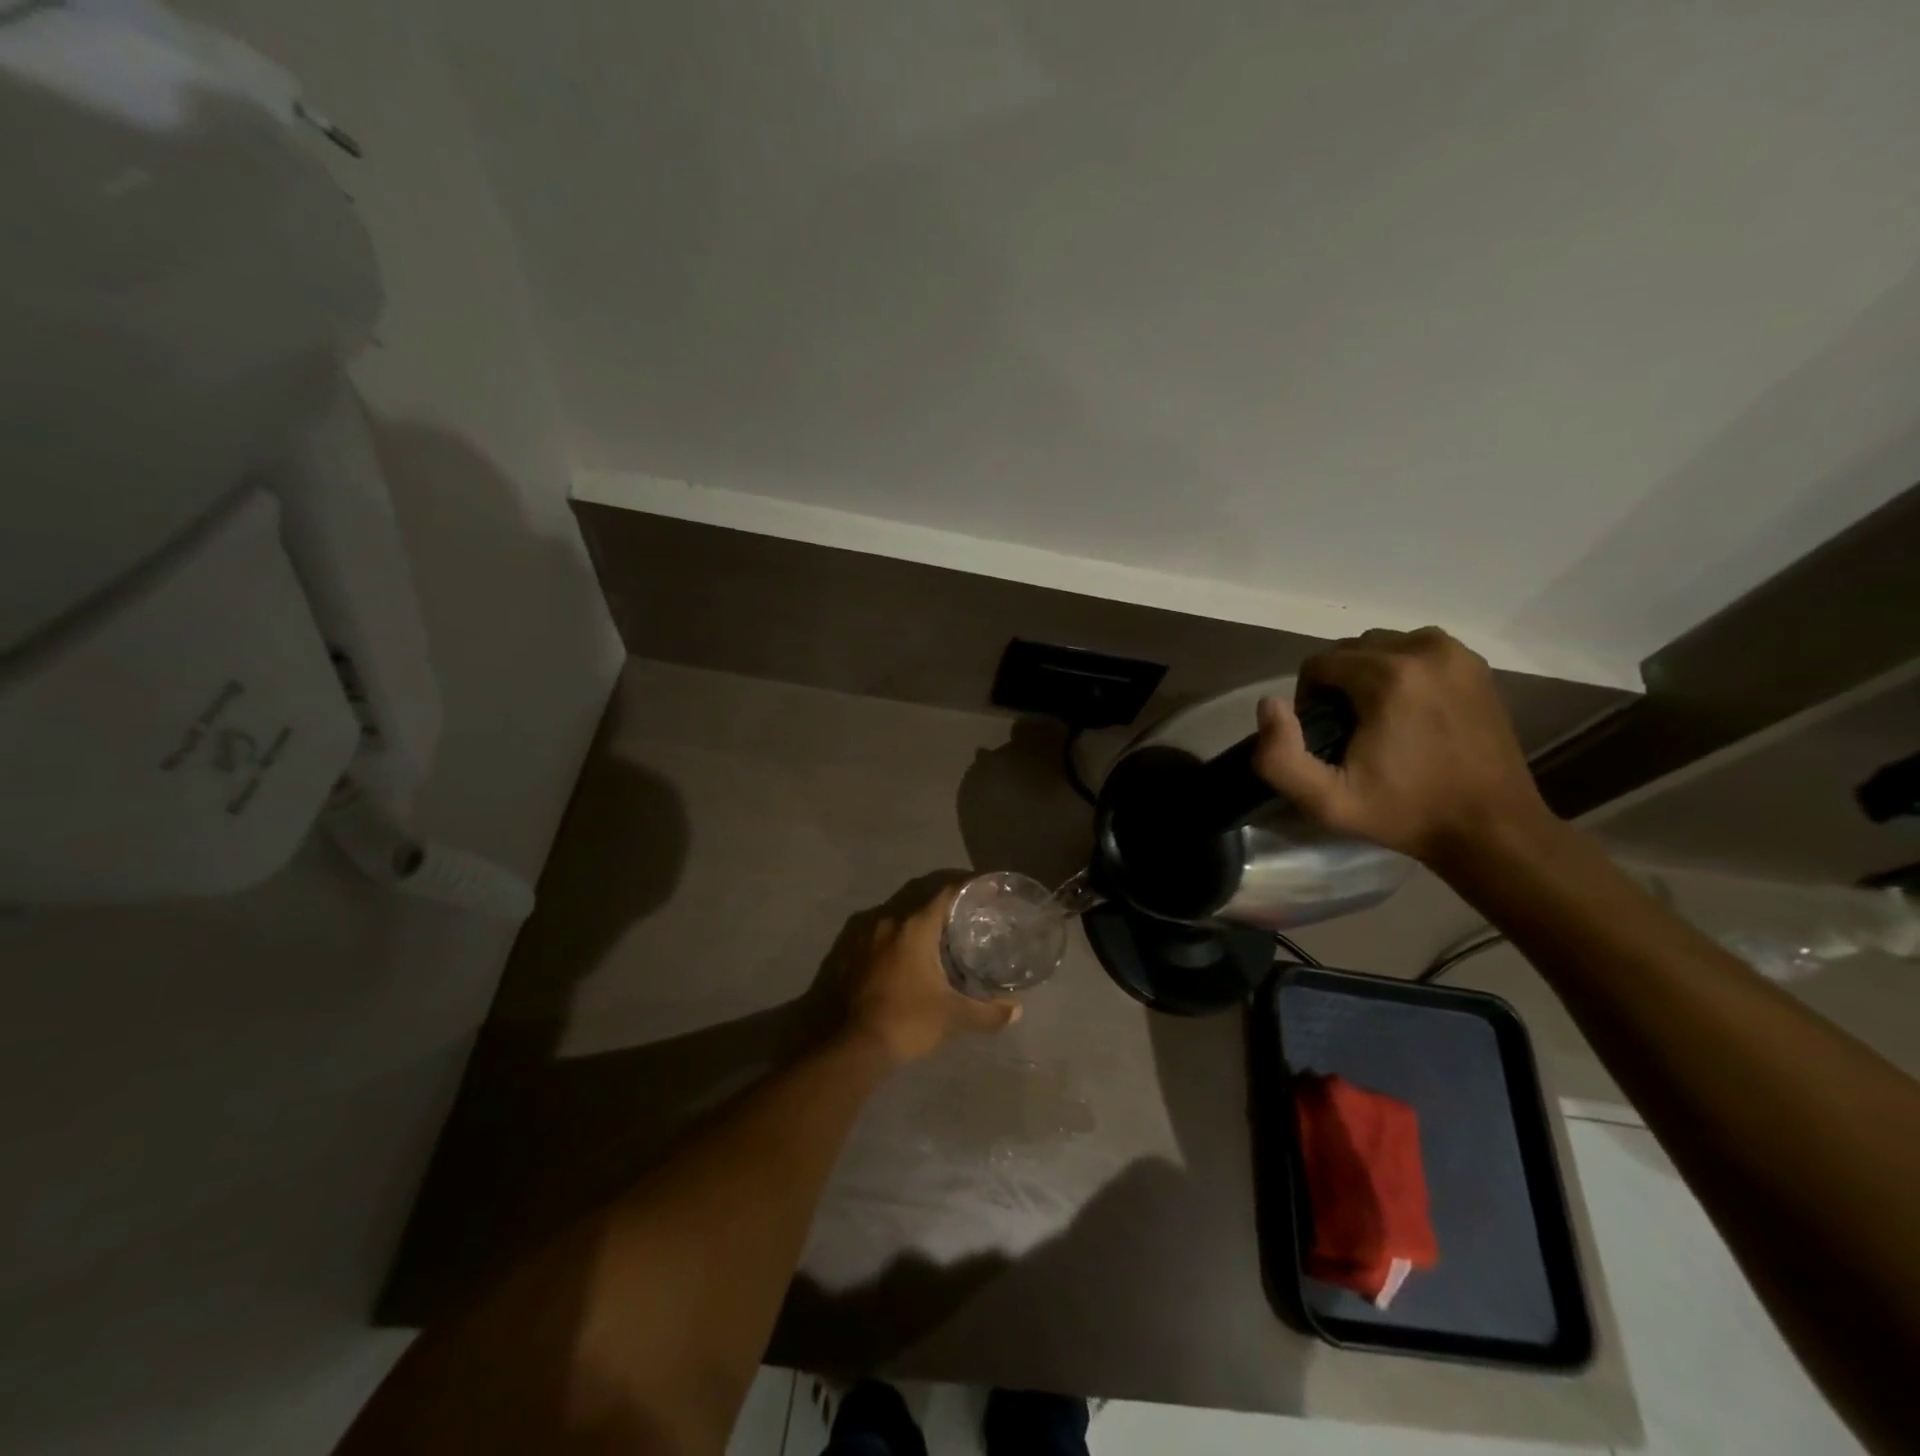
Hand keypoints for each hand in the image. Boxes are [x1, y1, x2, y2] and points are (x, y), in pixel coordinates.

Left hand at [845, 885, 1020, 1065]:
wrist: (853, 1047)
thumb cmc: (907, 1020)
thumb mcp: (953, 1016)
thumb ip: (987, 1012)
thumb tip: (1017, 1012)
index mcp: (915, 926)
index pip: (947, 893)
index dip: (969, 889)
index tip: (988, 892)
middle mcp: (888, 922)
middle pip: (924, 906)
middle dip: (947, 913)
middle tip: (970, 923)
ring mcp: (864, 937)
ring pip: (901, 923)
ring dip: (920, 930)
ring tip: (942, 944)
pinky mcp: (850, 955)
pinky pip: (882, 940)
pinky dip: (899, 945)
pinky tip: (910, 962)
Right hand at [1251, 627, 1557, 864]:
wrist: (1491, 828)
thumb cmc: (1404, 813)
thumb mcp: (1326, 802)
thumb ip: (1279, 757)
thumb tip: (1270, 703)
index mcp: (1387, 676)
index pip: (1318, 663)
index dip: (1307, 700)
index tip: (1322, 737)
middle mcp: (1424, 650)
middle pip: (1350, 649)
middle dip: (1337, 684)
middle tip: (1346, 731)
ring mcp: (1455, 654)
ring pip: (1383, 646)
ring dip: (1367, 674)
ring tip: (1375, 719)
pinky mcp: (1475, 665)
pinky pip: (1418, 651)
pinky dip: (1402, 671)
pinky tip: (1407, 711)